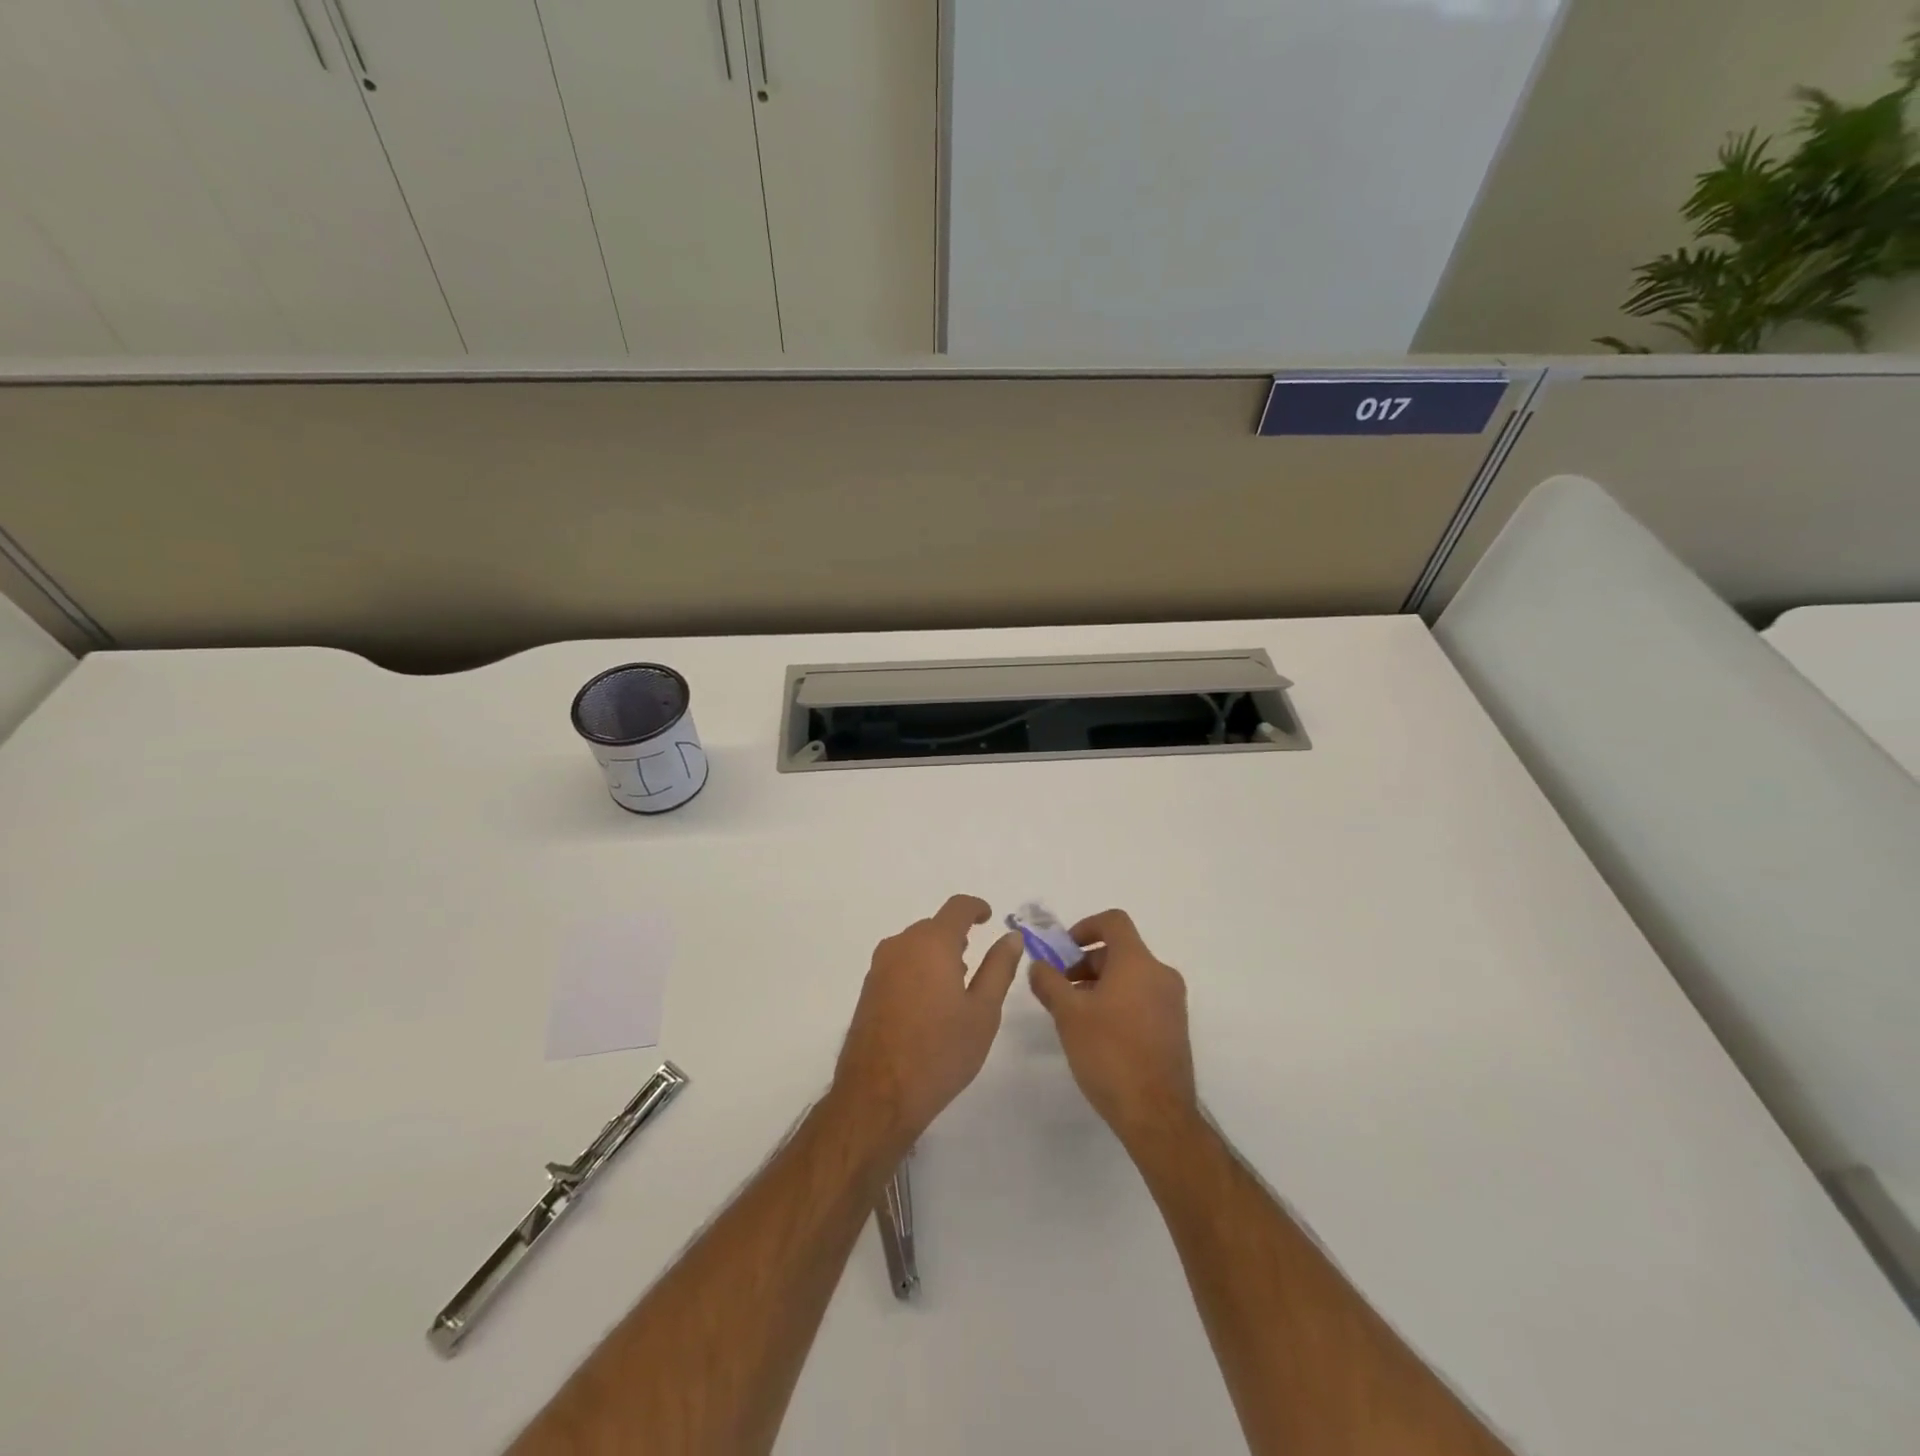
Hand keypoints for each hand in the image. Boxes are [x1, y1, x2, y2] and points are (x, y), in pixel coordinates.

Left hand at [831, 896, 1021, 1158]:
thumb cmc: (940, 1052)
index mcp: (932, 943)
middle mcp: (901, 945)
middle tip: (979, 966)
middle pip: (935, 927)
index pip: (957, 907)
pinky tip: (930, 1006)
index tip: (989, 917)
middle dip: (958, 938)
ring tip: (958, 988)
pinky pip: (900, 965)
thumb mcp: (983, 1011)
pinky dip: (919, 971)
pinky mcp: (869, 989)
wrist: (878, 1095)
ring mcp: (880, 967)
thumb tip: (1011, 936)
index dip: (976, 907)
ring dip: (937, 956)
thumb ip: (999, 968)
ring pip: (916, 946)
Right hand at [1028, 909, 1197, 1150]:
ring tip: (1074, 1014)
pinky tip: (1098, 1033)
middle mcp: (1160, 975)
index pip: (1114, 921)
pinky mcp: (1174, 1028)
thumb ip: (1049, 983)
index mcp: (1138, 962)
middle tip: (1060, 988)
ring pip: (1131, 977)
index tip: (1063, 950)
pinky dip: (1118, 1001)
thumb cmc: (1110, 1054)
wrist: (1157, 1114)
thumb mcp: (1068, 1015)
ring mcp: (1172, 1003)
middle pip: (1120, 951)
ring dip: (1100, 984)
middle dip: (1085, 963)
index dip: (1085, 926)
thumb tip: (1039, 965)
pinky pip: (1142, 998)